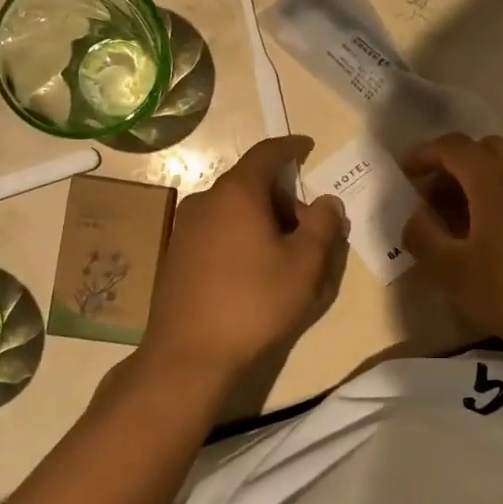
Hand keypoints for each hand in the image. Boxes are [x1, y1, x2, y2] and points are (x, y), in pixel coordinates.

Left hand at [140, 136, 347, 380]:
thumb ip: (323, 225)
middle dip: (283, 196)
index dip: (291, 147)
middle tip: (309, 225)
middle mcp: (205, 201)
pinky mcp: (175, 256)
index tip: (308, 147)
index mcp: (237, 193)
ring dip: (262, 219)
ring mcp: (185, 229)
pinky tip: (253, 270)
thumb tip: (327, 201)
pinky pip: (216, 231)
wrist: (188, 355)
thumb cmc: (254, 302)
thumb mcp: (304, 265)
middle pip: (250, 183)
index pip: (267, 153)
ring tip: (284, 253)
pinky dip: (240, 236)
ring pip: (232, 209)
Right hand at [401, 133, 502, 366]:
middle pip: (484, 149)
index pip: (453, 146)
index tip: (407, 175)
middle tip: (437, 200)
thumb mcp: (454, 273)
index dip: (424, 154)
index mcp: (496, 180)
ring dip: (483, 178)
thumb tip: (414, 213)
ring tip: (469, 217)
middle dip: (454, 166)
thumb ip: (423, 235)